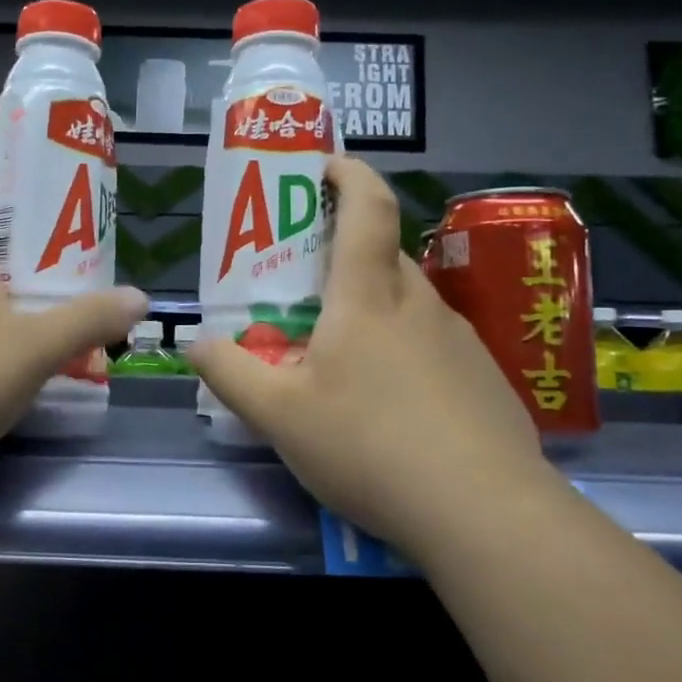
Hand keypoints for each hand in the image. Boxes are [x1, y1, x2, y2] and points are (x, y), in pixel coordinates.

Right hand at [187, 156, 550, 557]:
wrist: (486, 514)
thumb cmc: (370, 446)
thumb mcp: (279, 416)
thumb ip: (230, 374)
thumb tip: (195, 344)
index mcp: (369, 297)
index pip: (367, 208)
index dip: (348, 174)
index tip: (324, 167)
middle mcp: (420, 304)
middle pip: (383, 254)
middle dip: (344, 251)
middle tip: (304, 283)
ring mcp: (461, 341)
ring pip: (409, 302)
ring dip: (373, 306)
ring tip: (339, 351)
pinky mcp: (485, 380)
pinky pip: (434, 344)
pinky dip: (404, 350)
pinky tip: (390, 404)